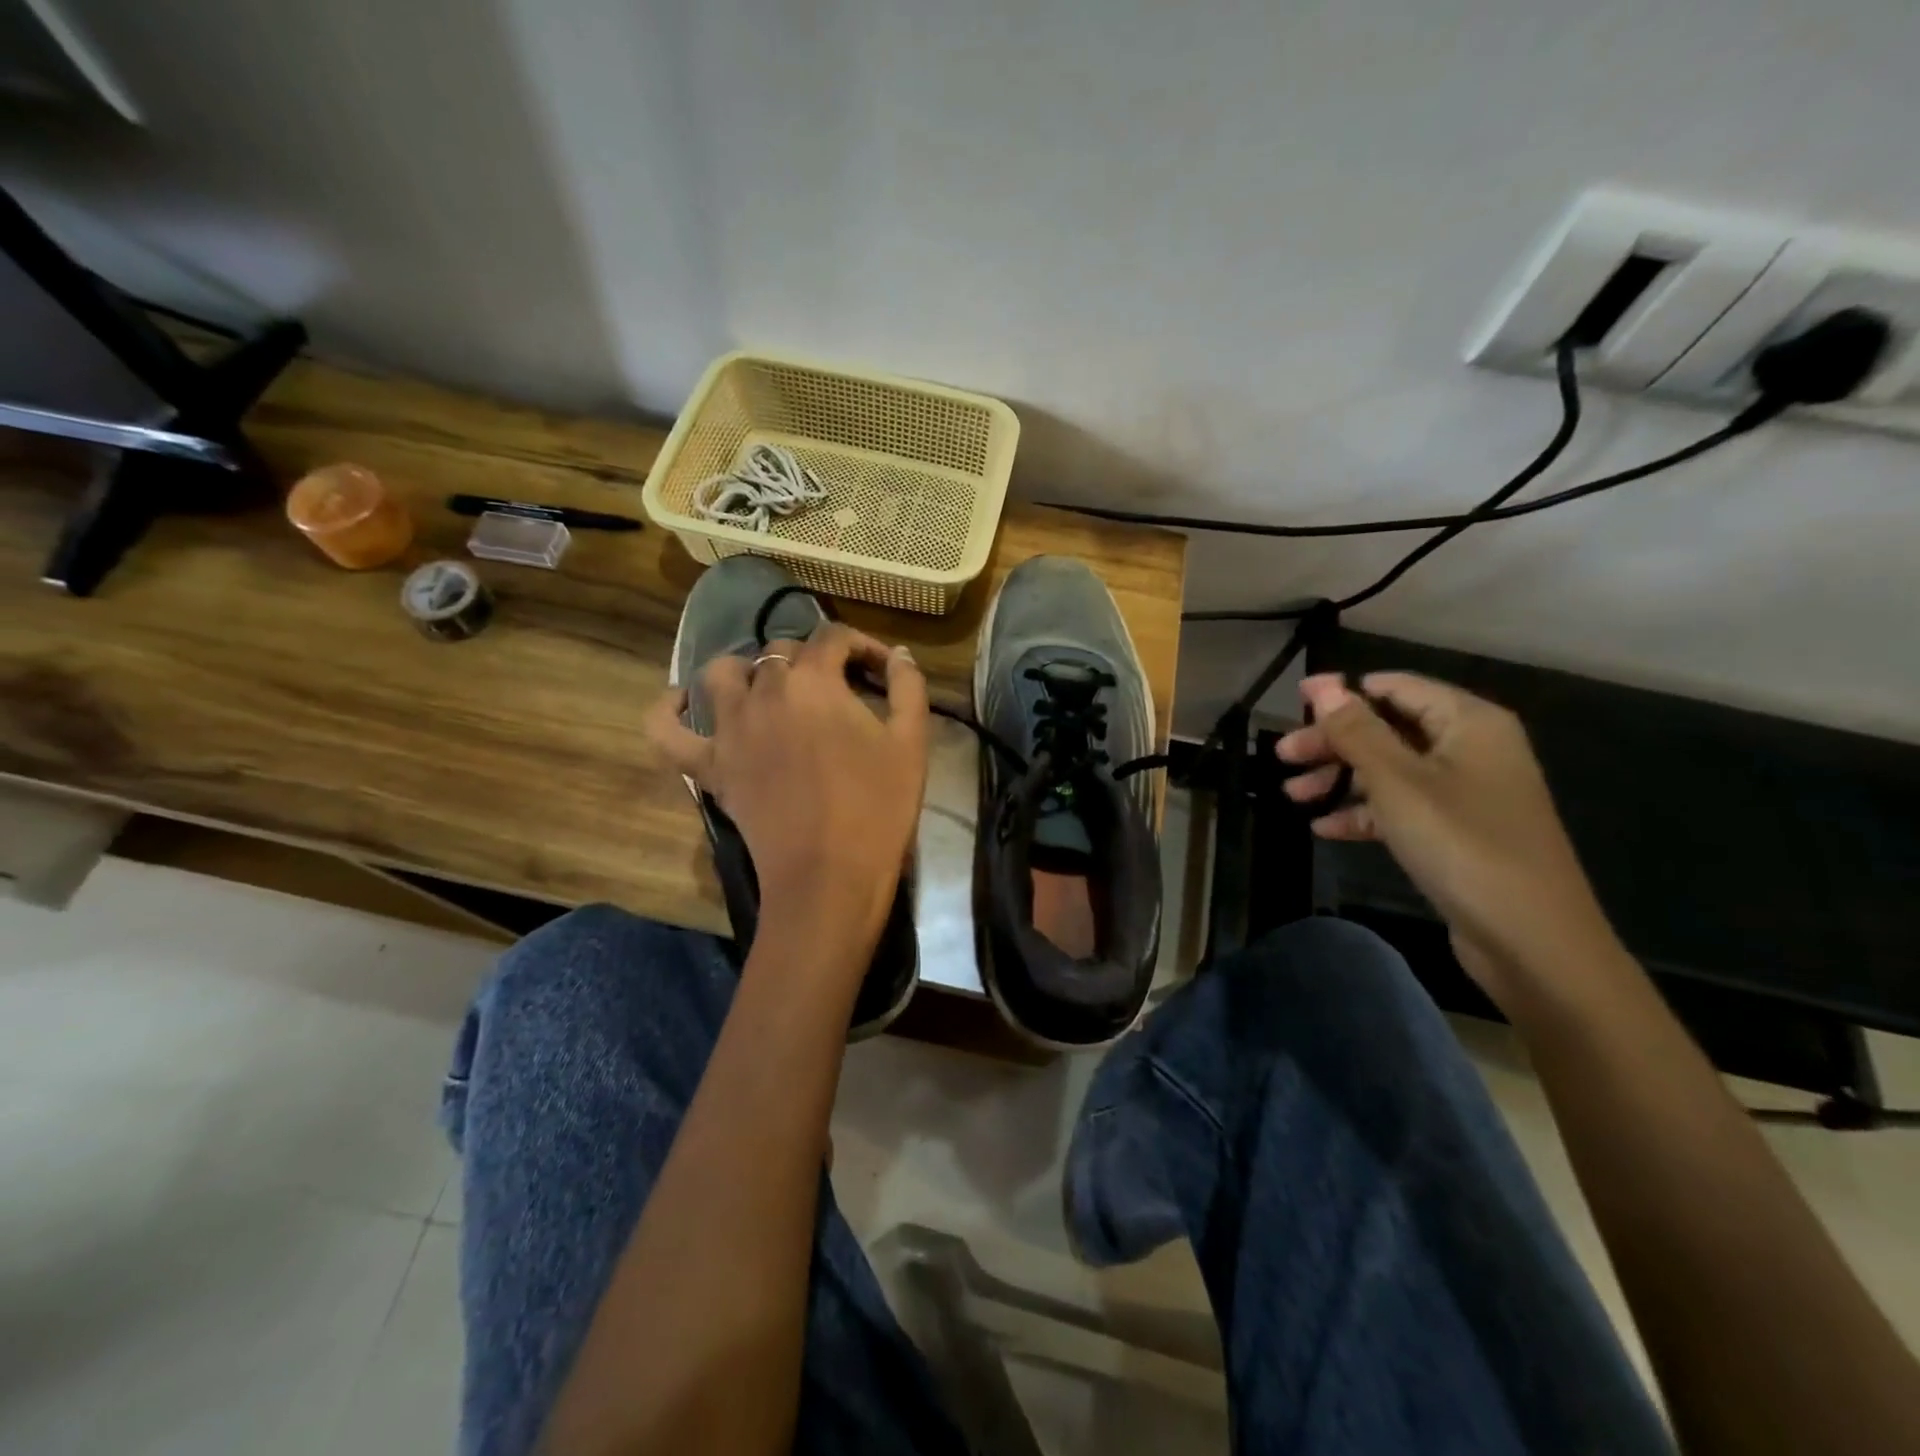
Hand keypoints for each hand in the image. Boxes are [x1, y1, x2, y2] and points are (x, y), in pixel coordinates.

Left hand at [646, 624, 929, 958]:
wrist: (830, 875)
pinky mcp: (707, 766)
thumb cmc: (877, 807)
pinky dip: (668, 710)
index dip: (861, 646)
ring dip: (747, 669)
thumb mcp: (911, 742)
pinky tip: (683, 703)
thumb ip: (909, 687)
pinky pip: (665, 729)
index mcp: (814, 681)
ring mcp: (727, 728)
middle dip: (814, 660)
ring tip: (771, 688)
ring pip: (721, 674)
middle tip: (840, 691)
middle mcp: (764, 691)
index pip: (834, 637)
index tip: (881, 670)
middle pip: (781, 651)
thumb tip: (899, 654)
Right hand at [1275, 672, 1618, 1003]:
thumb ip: (1355, 730)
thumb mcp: (1397, 781)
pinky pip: (1402, 807)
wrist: (1530, 939)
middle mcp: (1471, 748)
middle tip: (1283, 756)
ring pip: (1390, 770)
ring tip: (1292, 796)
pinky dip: (1364, 812)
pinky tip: (1324, 828)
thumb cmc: (1461, 843)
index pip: (1396, 687)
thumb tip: (1321, 684)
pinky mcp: (1457, 831)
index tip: (1293, 701)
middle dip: (1333, 741)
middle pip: (1389, 728)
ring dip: (1340, 778)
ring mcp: (1466, 792)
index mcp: (1469, 722)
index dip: (1343, 692)